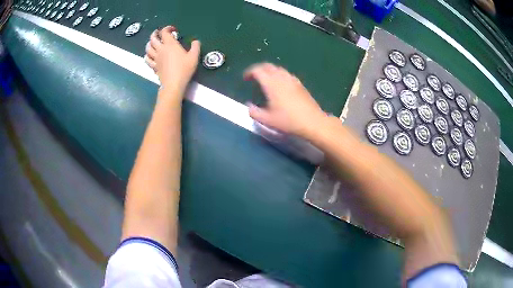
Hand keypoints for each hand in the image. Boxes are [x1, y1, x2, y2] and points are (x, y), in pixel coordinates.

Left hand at [145, 26, 200, 95]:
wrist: (173, 84)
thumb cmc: (184, 69)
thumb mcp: (194, 57)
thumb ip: (196, 47)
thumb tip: (196, 41)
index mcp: (170, 45)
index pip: (164, 32)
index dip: (167, 28)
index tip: (172, 29)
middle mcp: (161, 50)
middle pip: (153, 39)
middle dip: (155, 33)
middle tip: (157, 33)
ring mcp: (156, 58)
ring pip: (148, 48)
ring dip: (149, 43)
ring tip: (152, 42)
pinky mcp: (154, 66)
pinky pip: (147, 59)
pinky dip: (147, 55)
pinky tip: (149, 55)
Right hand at [244, 63, 326, 137]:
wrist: (312, 122)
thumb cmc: (288, 121)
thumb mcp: (267, 120)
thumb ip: (254, 113)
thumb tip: (249, 106)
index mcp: (271, 84)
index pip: (258, 70)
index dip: (249, 72)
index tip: (245, 78)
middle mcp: (281, 78)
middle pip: (268, 66)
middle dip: (259, 69)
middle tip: (253, 77)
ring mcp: (292, 80)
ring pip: (278, 69)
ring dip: (269, 71)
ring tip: (265, 80)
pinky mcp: (300, 84)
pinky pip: (286, 74)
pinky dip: (279, 75)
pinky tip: (280, 85)